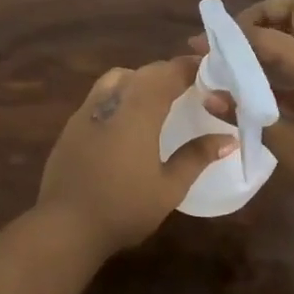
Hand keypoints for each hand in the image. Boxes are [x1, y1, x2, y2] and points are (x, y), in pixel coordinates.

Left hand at [37, 57, 237, 256]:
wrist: (65, 225)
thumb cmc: (124, 207)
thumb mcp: (169, 188)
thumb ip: (197, 157)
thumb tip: (228, 138)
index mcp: (139, 110)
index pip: (169, 73)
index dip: (190, 67)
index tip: (210, 71)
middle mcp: (112, 100)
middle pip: (144, 72)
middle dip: (168, 73)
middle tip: (191, 87)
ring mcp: (87, 110)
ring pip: (118, 78)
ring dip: (141, 79)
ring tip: (158, 99)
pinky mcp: (71, 125)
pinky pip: (101, 95)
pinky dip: (120, 94)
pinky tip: (127, 120)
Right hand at [191, 0, 293, 217]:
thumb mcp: (291, 147)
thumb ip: (248, 116)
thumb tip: (209, 95)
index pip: (264, 36)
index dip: (227, 38)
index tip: (200, 44)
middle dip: (266, 13)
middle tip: (240, 37)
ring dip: (279, 32)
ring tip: (248, 57)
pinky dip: (290, 55)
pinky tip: (269, 86)